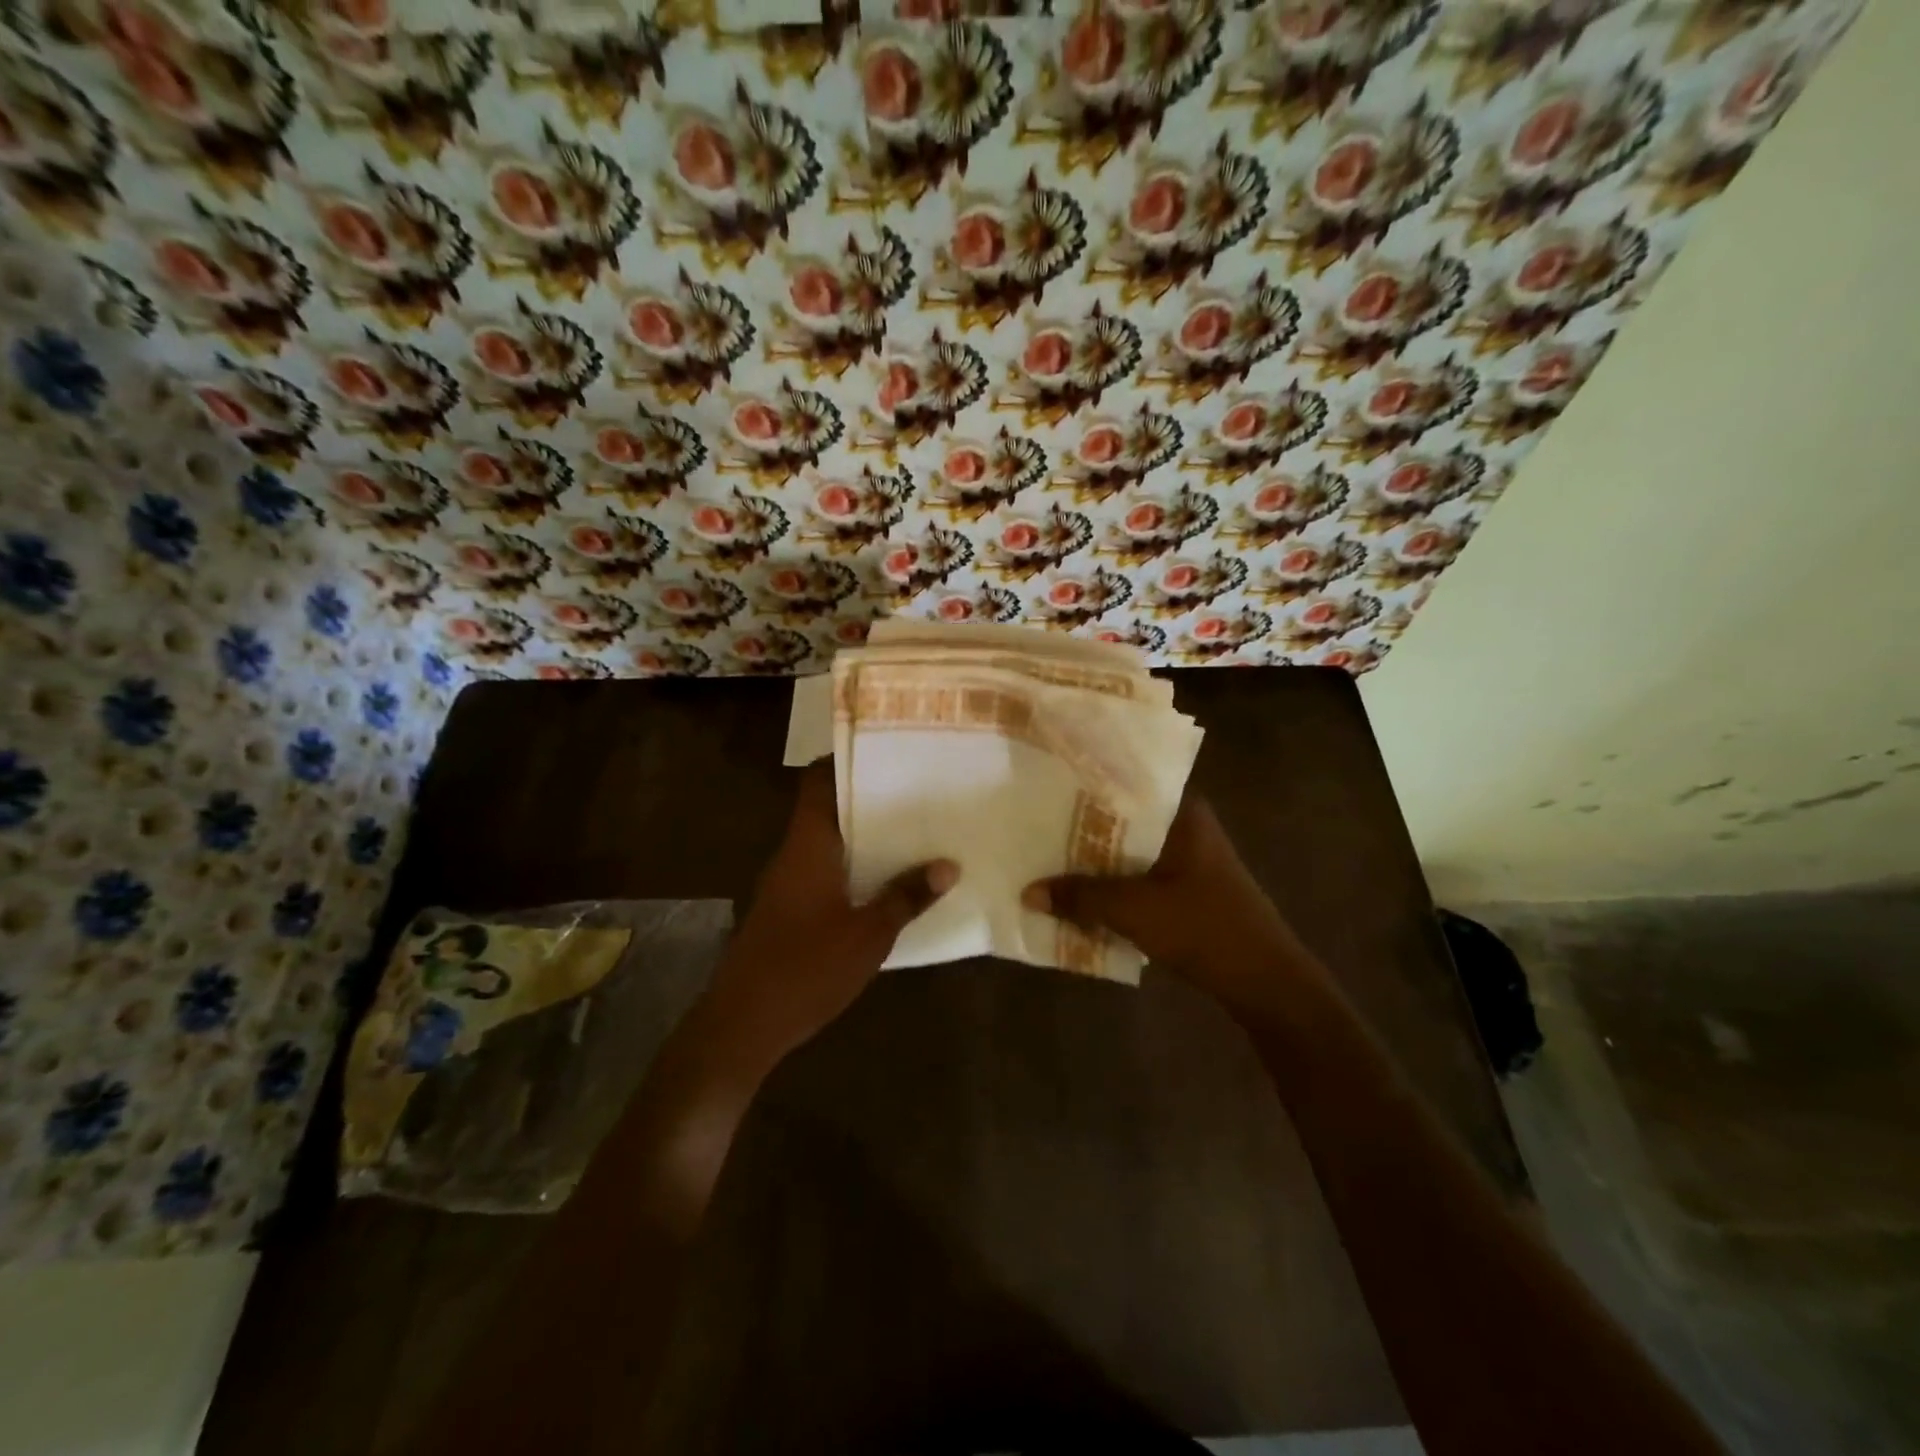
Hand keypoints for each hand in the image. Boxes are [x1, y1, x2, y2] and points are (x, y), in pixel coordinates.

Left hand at [708, 764, 956, 1064]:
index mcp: (808, 844)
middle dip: (869, 798)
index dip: (846, 759)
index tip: (887, 750)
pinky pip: (825, 869)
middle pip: (828, 807)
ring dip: (864, 834)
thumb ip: (907, 897)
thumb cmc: (806, 969)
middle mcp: (794, 853)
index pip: (817, 780)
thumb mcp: (868, 935)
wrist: (742, 1025)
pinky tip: (886, 879)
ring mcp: (787, 882)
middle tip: (917, 790)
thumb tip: (948, 865)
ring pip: (828, 840)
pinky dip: (853, 865)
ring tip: (913, 828)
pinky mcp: (788, 908)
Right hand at [1022, 793, 1316, 1018]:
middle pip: (1122, 818)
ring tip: (1045, 855)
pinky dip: (1111, 882)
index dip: (1083, 784)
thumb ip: (1080, 897)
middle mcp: (1185, 825)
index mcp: (1181, 812)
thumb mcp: (1134, 910)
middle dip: (1080, 826)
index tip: (1044, 784)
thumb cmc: (1204, 929)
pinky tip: (1079, 892)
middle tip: (1033, 822)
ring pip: (1127, 849)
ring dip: (1093, 859)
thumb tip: (1028, 892)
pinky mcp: (1186, 888)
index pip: (1125, 782)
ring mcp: (1187, 858)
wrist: (1265, 982)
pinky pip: (1137, 875)